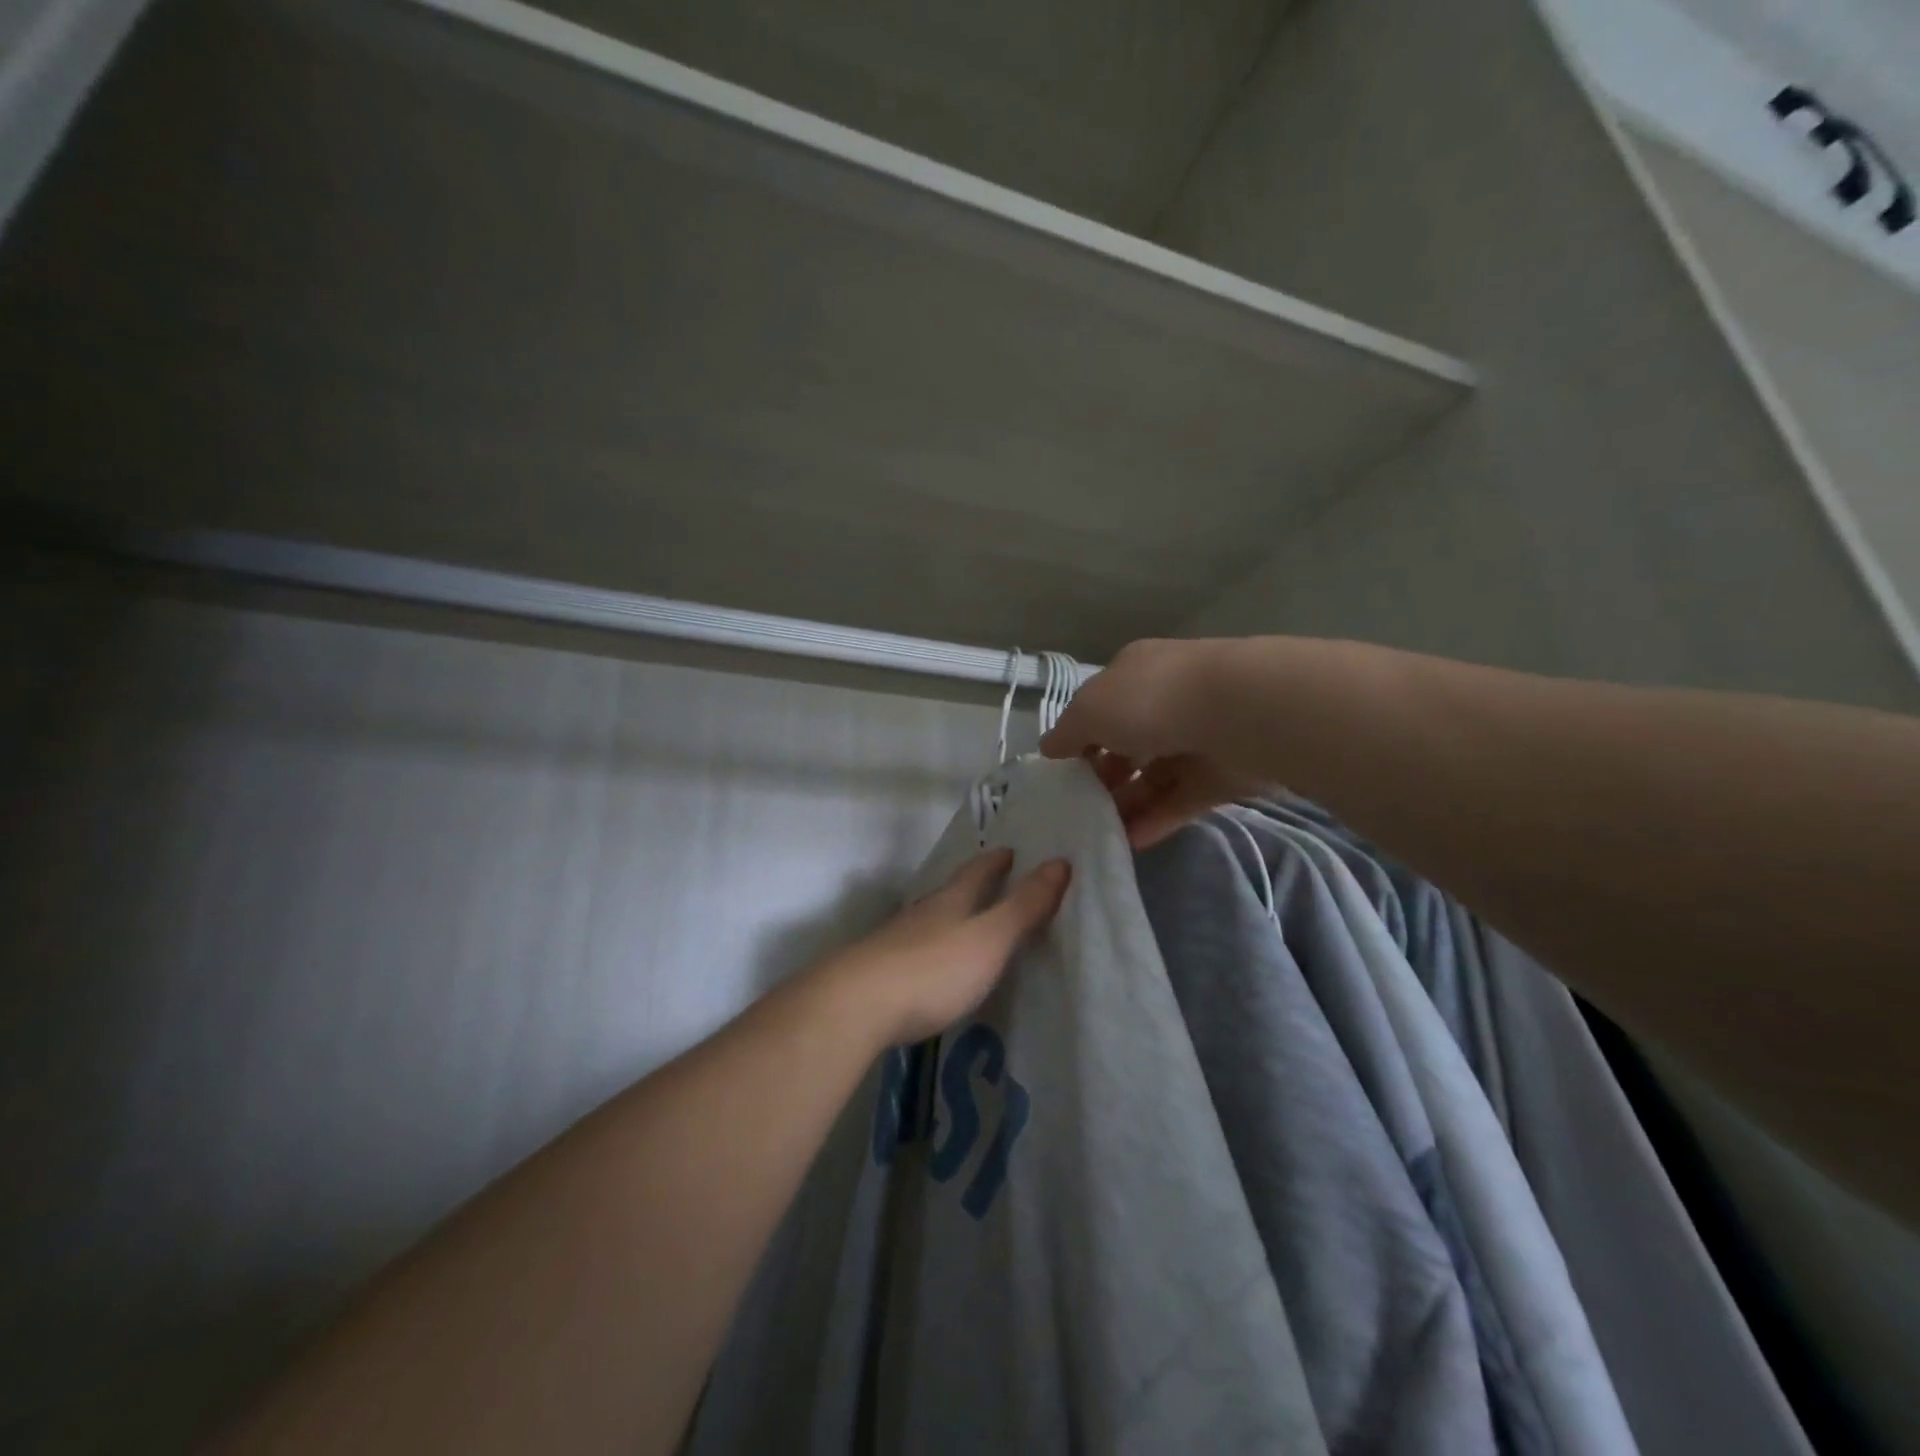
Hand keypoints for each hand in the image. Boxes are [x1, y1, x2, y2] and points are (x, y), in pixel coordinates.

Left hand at [822, 849, 1070, 1045]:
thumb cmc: (933, 968)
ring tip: (962, 921)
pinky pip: (913, 951)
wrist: (856, 1005)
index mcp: (951, 901)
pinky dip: (930, 949)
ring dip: (947, 916)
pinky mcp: (879, 973)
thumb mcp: (990, 938)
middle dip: (970, 885)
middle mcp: (922, 914)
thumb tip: (1060, 862)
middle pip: (949, 892)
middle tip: (990, 880)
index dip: (995, 862)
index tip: (1010, 851)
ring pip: (928, 920)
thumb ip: (1024, 906)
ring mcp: (896, 942)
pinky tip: (930, 965)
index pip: (977, 872)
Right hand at [1040, 638, 1264, 848]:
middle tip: (1080, 808)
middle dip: (1103, 777)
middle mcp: (1165, 702)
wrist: (1239, 713)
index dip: (1079, 739)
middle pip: (1127, 745)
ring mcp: (1196, 739)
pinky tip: (1132, 842)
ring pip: (1154, 777)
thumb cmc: (1151, 700)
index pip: (1100, 708)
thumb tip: (1048, 748)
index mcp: (1134, 675)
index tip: (1062, 773)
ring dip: (1127, 804)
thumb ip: (1067, 732)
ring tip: (1101, 834)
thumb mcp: (1090, 709)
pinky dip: (1157, 820)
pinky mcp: (1221, 776)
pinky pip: (1181, 800)